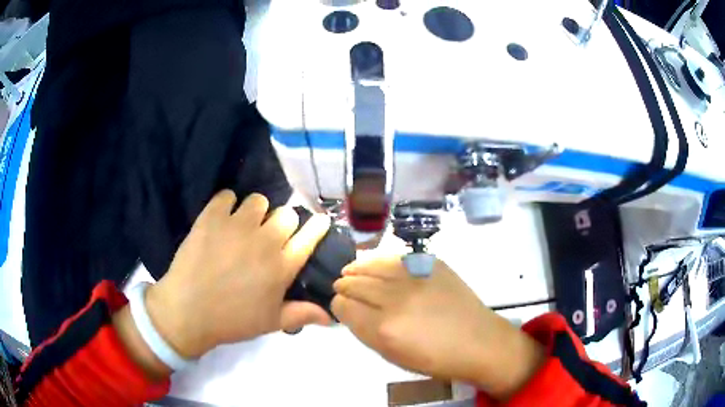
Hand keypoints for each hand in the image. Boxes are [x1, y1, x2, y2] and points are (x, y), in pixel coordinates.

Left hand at [145, 191, 332, 358]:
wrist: (187, 311)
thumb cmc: (232, 320)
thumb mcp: (271, 323)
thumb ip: (302, 314)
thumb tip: (331, 317)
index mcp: (281, 267)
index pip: (309, 237)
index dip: (318, 226)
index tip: (319, 221)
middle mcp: (264, 241)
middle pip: (286, 213)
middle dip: (282, 222)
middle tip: (268, 236)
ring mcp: (237, 226)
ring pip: (258, 201)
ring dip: (255, 212)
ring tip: (243, 226)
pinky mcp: (212, 217)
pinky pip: (227, 195)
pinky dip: (226, 204)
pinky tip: (221, 220)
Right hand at [331, 257, 544, 399]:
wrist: (478, 341)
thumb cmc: (435, 359)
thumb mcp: (392, 356)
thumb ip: (366, 332)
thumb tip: (351, 311)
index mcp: (383, 329)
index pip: (343, 306)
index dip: (338, 306)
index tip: (342, 307)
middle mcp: (395, 299)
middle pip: (353, 283)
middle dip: (344, 286)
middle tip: (343, 287)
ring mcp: (415, 277)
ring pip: (371, 264)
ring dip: (357, 269)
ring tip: (352, 270)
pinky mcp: (432, 264)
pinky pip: (396, 257)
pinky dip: (382, 262)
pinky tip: (379, 265)